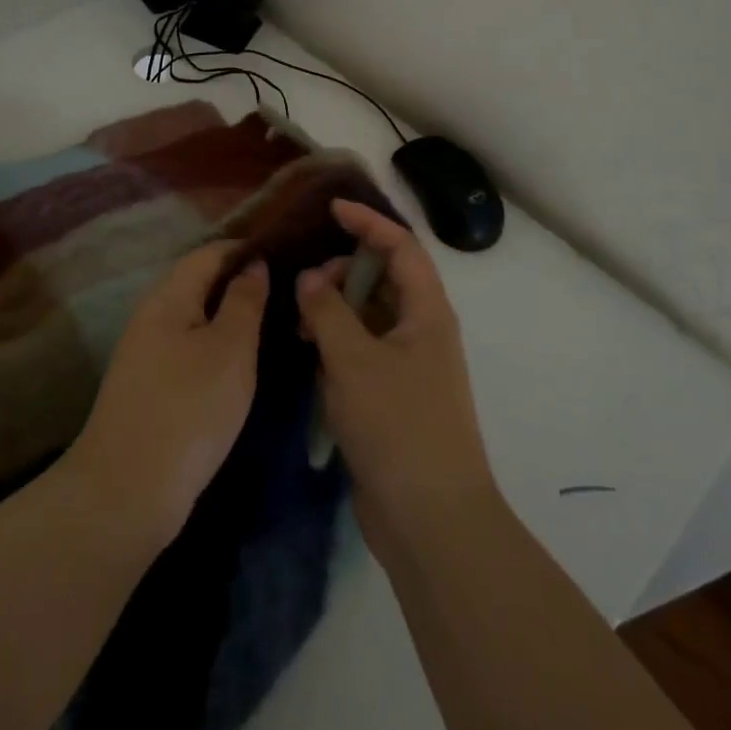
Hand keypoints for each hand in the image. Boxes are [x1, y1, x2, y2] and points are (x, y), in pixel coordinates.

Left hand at [63, 242, 268, 551]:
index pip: (209, 253)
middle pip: (199, 282)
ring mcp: (146, 353)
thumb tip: (253, 264)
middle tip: (287, 289)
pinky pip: (189, 347)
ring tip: (273, 320)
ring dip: (230, 314)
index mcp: (168, 296)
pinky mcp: (149, 387)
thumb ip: (244, 301)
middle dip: (240, 281)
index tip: (287, 253)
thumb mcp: (230, 349)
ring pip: (195, 317)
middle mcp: (152, 316)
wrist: (126, 493)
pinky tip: (241, 361)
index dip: (246, 248)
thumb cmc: (188, 409)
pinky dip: (216, 344)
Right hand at [296, 200, 498, 553]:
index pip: (400, 246)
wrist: (431, 521)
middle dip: (343, 272)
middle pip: (382, 279)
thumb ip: (327, 312)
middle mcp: (421, 330)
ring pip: (368, 317)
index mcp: (427, 311)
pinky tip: (307, 356)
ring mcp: (407, 366)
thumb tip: (309, 278)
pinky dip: (336, 345)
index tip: (331, 209)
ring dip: (335, 311)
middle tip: (306, 285)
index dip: (368, 222)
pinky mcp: (390, 397)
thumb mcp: (354, 361)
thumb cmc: (399, 427)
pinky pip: (361, 352)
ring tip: (299, 324)